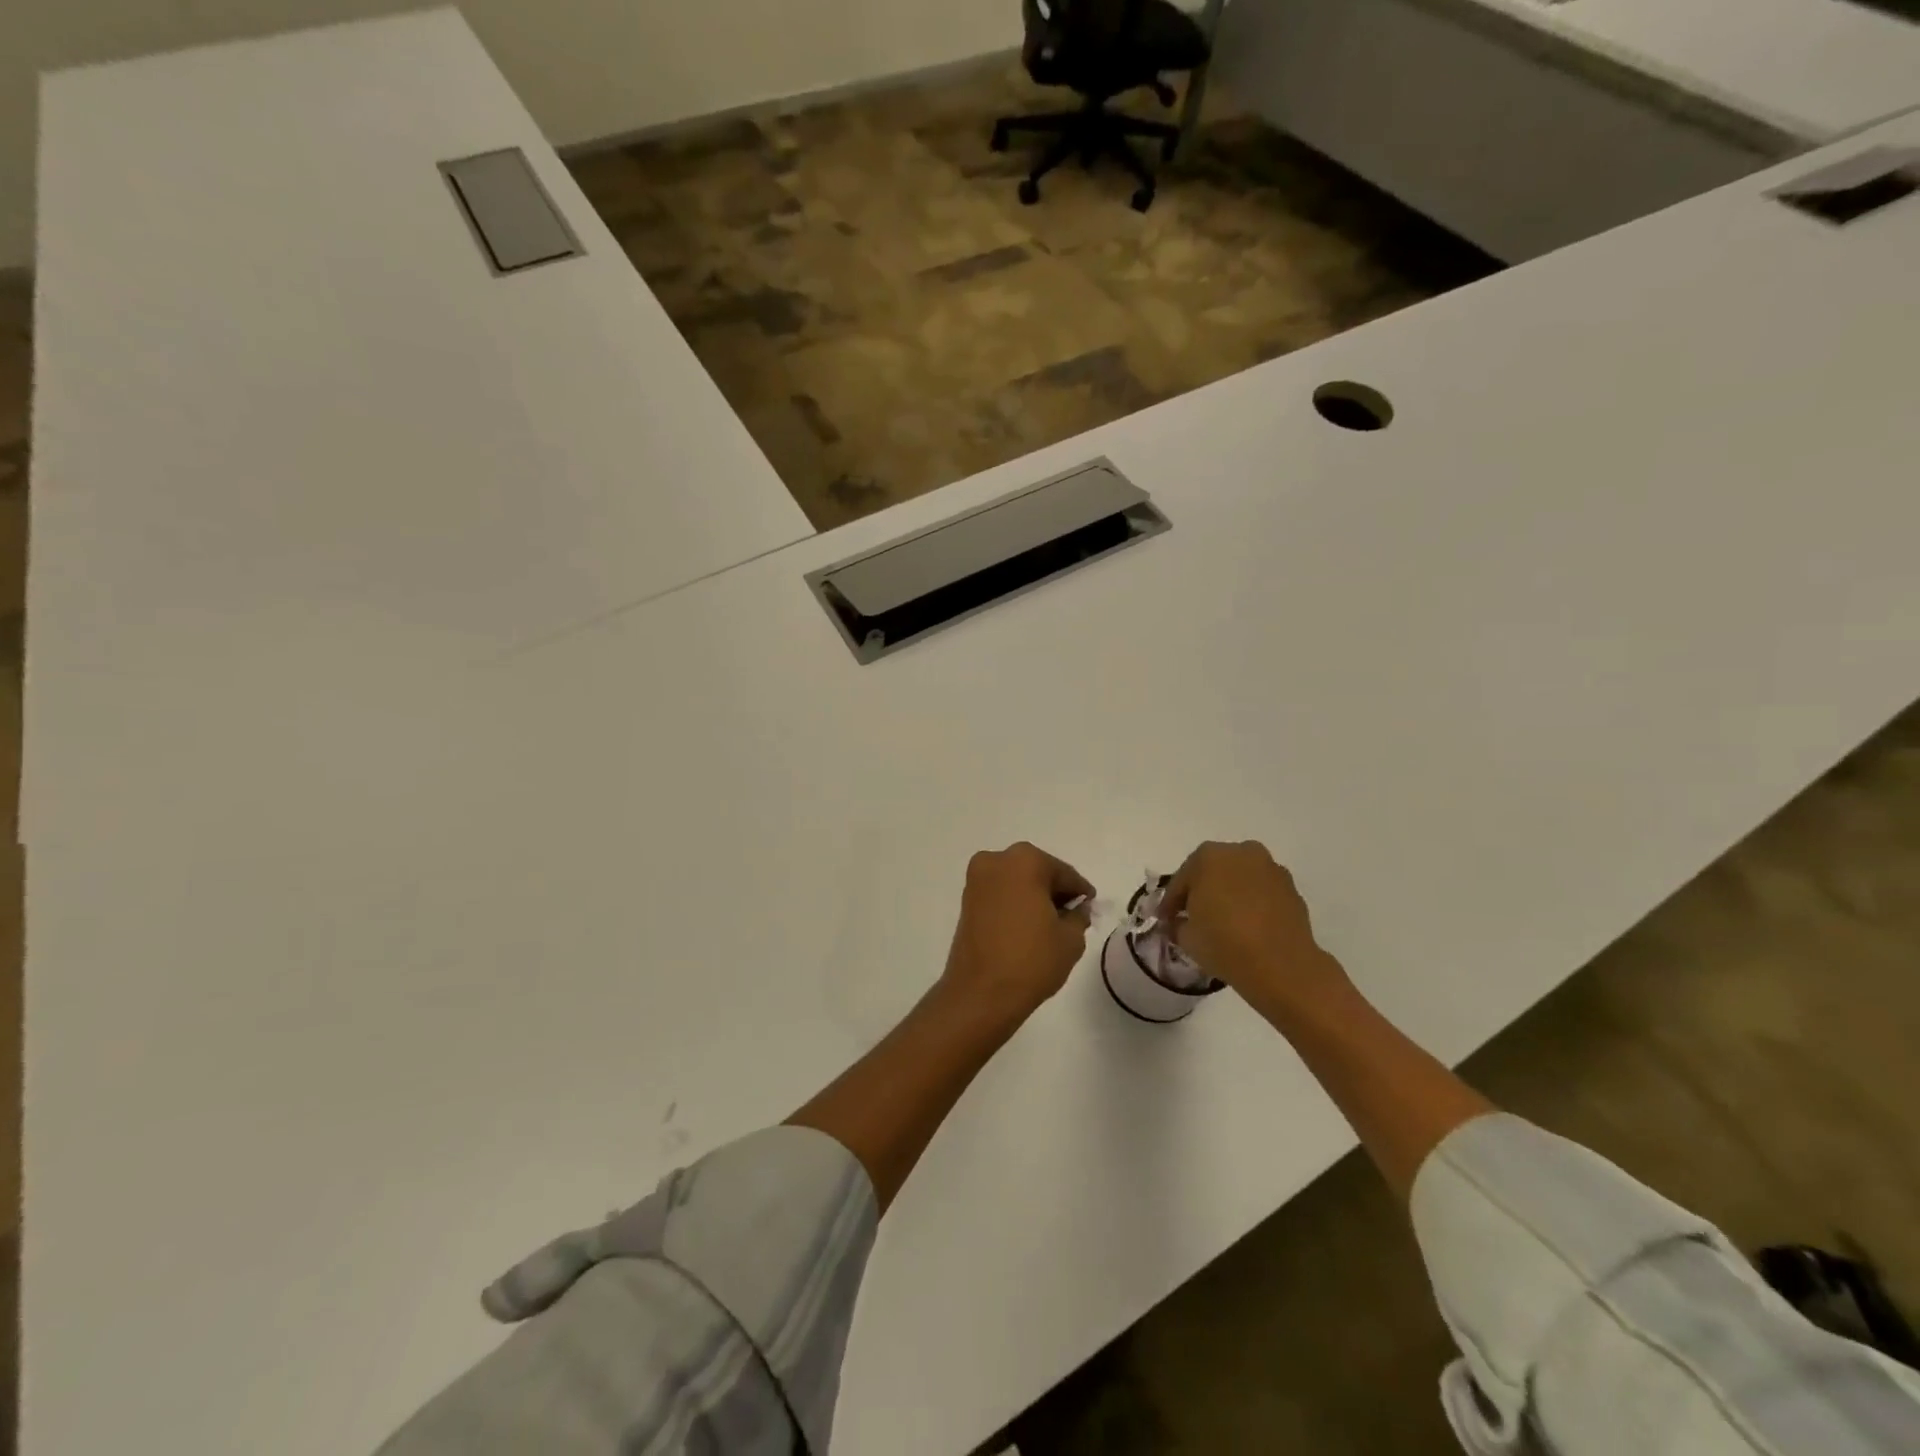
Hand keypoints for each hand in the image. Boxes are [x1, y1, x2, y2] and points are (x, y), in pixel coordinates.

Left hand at [939, 842, 1095, 1023]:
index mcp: (1025, 860)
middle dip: (1054, 891)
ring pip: (1016, 881)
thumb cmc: (1031, 961)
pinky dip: (1015, 904)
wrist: (981, 993)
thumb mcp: (1070, 939)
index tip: (1090, 905)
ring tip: (1050, 924)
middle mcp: (997, 861)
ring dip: (1033, 897)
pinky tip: (1028, 926)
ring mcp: (977, 880)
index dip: (1080, 891)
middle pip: (1037, 872)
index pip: (1064, 873)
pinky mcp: (966, 900)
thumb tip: (1077, 908)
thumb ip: (1079, 916)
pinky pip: (1000, 894)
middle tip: (1072, 915)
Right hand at [1160, 841, 1350, 1015]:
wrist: (1282, 967)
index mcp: (1209, 856)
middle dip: (1202, 891)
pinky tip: (1247, 927)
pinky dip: (1252, 904)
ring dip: (1230, 895)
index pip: (1182, 879)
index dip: (1171, 902)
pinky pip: (1262, 893)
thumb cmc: (1225, 943)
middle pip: (1213, 871)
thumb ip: (1178, 923)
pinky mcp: (1292, 889)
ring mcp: (1270, 869)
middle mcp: (1241, 853)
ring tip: (1224, 922)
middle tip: (1194, 916)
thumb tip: (1180, 923)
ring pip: (1240, 879)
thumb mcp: (1186, 937)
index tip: (1165, 919)